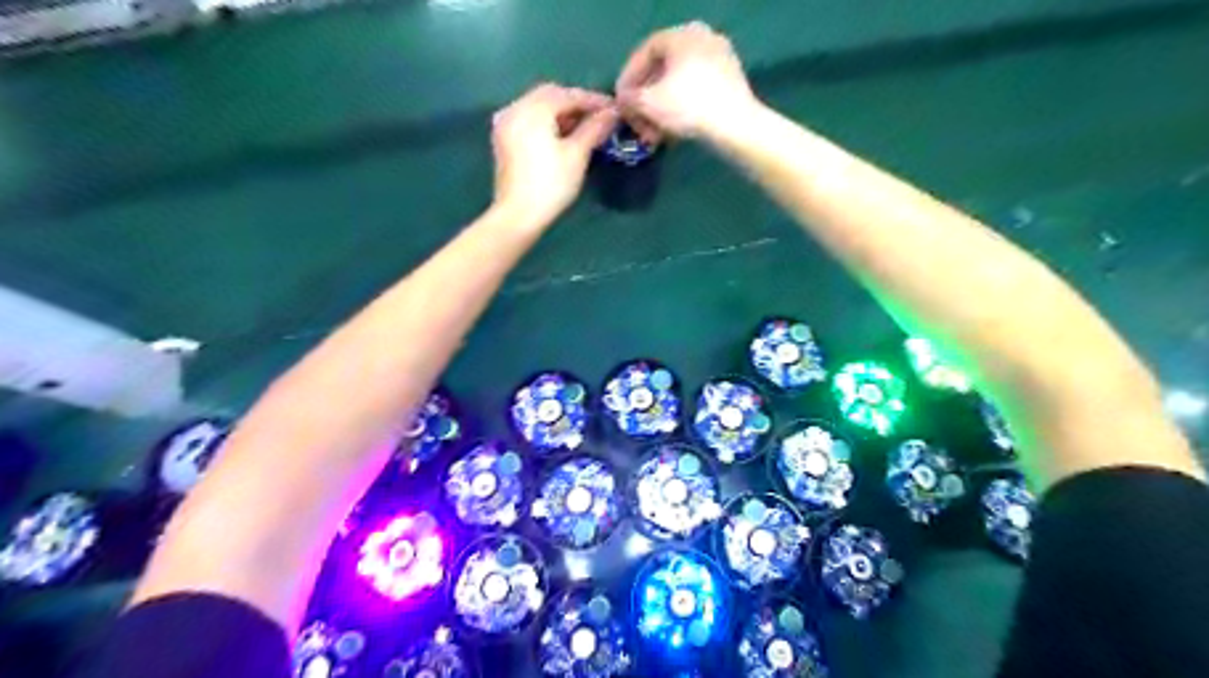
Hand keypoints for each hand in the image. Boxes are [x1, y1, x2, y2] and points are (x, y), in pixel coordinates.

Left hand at [491, 81, 616, 223]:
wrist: (518, 215)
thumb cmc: (551, 184)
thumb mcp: (577, 155)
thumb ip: (594, 128)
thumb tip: (612, 113)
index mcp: (532, 109)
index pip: (568, 94)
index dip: (593, 100)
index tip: (614, 108)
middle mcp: (515, 108)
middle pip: (550, 96)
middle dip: (575, 103)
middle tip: (599, 116)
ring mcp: (506, 124)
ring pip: (538, 107)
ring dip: (562, 113)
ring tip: (585, 127)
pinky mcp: (504, 140)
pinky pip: (529, 120)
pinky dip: (547, 122)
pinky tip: (563, 135)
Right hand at [615, 21, 753, 139]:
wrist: (735, 126)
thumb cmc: (687, 107)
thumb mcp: (648, 103)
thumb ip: (629, 98)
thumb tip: (622, 100)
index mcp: (682, 34)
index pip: (645, 51)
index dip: (628, 77)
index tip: (620, 101)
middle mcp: (703, 39)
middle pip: (663, 71)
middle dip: (646, 101)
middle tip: (636, 123)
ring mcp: (720, 60)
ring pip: (679, 85)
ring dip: (661, 111)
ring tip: (653, 136)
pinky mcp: (730, 83)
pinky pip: (696, 93)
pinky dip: (680, 110)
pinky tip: (672, 134)